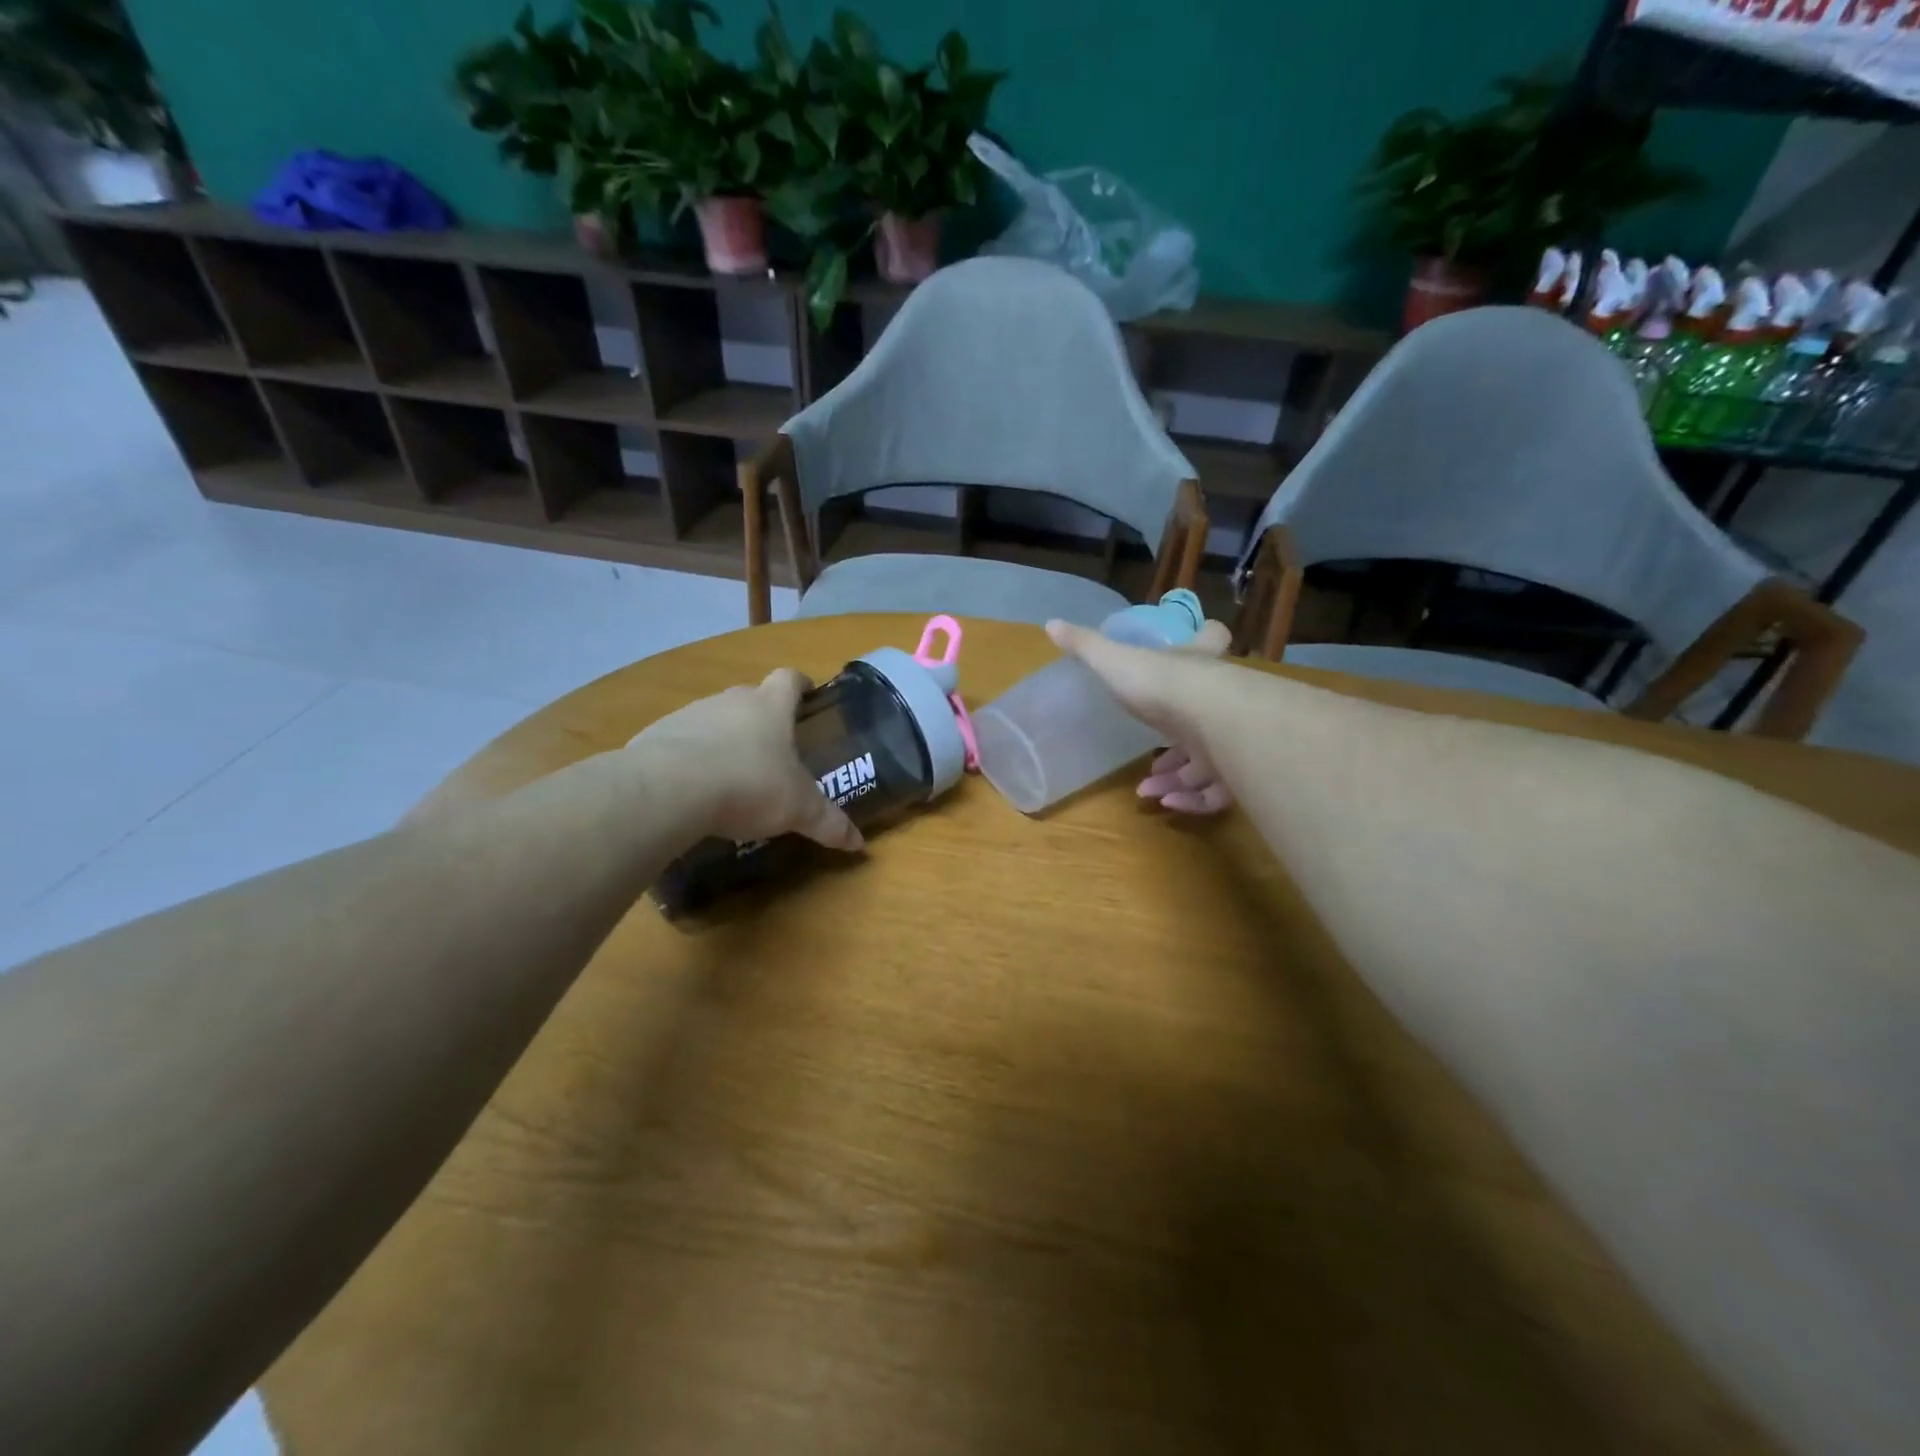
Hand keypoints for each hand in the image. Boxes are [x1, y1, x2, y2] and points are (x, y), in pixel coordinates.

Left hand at [628, 669, 863, 850]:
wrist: (668, 789)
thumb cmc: (748, 785)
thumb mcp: (798, 810)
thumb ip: (829, 823)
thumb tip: (858, 844)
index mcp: (770, 707)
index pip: (789, 679)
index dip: (800, 684)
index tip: (807, 692)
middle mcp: (730, 701)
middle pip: (750, 698)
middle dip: (762, 719)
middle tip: (772, 749)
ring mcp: (689, 715)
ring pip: (714, 719)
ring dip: (723, 739)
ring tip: (730, 775)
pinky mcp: (655, 735)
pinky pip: (679, 742)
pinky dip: (689, 758)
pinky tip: (692, 789)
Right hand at [1045, 617, 1242, 814]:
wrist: (1213, 718)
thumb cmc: (1162, 683)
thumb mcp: (1115, 661)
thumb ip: (1085, 647)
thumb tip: (1050, 624)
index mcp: (1195, 665)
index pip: (1212, 638)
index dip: (1208, 637)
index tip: (1205, 635)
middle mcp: (1219, 698)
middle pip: (1207, 713)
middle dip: (1178, 743)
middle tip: (1154, 763)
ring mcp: (1232, 735)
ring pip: (1208, 761)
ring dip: (1177, 780)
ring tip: (1149, 790)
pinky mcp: (1238, 771)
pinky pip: (1216, 792)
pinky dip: (1192, 801)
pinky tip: (1166, 803)